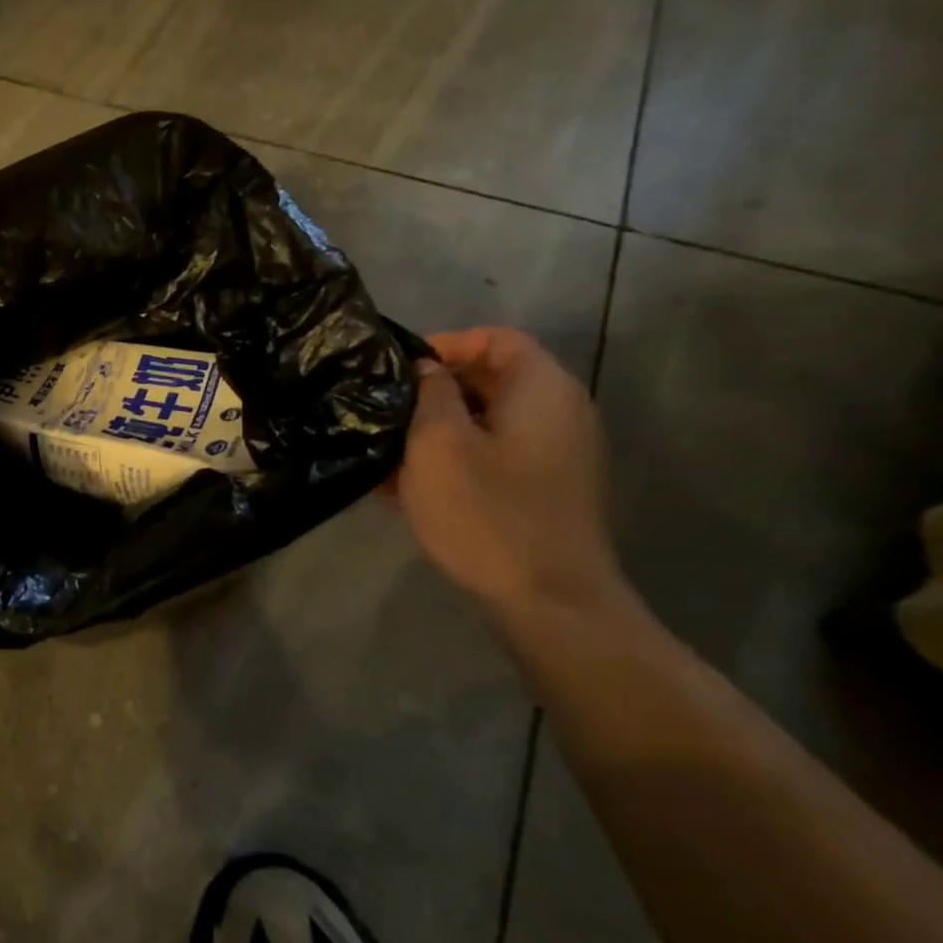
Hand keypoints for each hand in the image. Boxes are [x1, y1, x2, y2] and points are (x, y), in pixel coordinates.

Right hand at [392, 328, 628, 616]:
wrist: (550, 604)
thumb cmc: (487, 512)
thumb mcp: (439, 444)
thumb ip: (430, 394)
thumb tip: (427, 369)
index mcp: (541, 390)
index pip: (495, 339)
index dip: (445, 344)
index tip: (398, 369)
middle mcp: (559, 413)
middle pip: (490, 379)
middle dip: (431, 392)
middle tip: (383, 411)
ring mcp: (556, 455)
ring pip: (485, 422)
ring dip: (434, 431)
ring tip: (386, 454)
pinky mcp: (544, 490)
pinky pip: (493, 456)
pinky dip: (453, 460)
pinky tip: (406, 488)